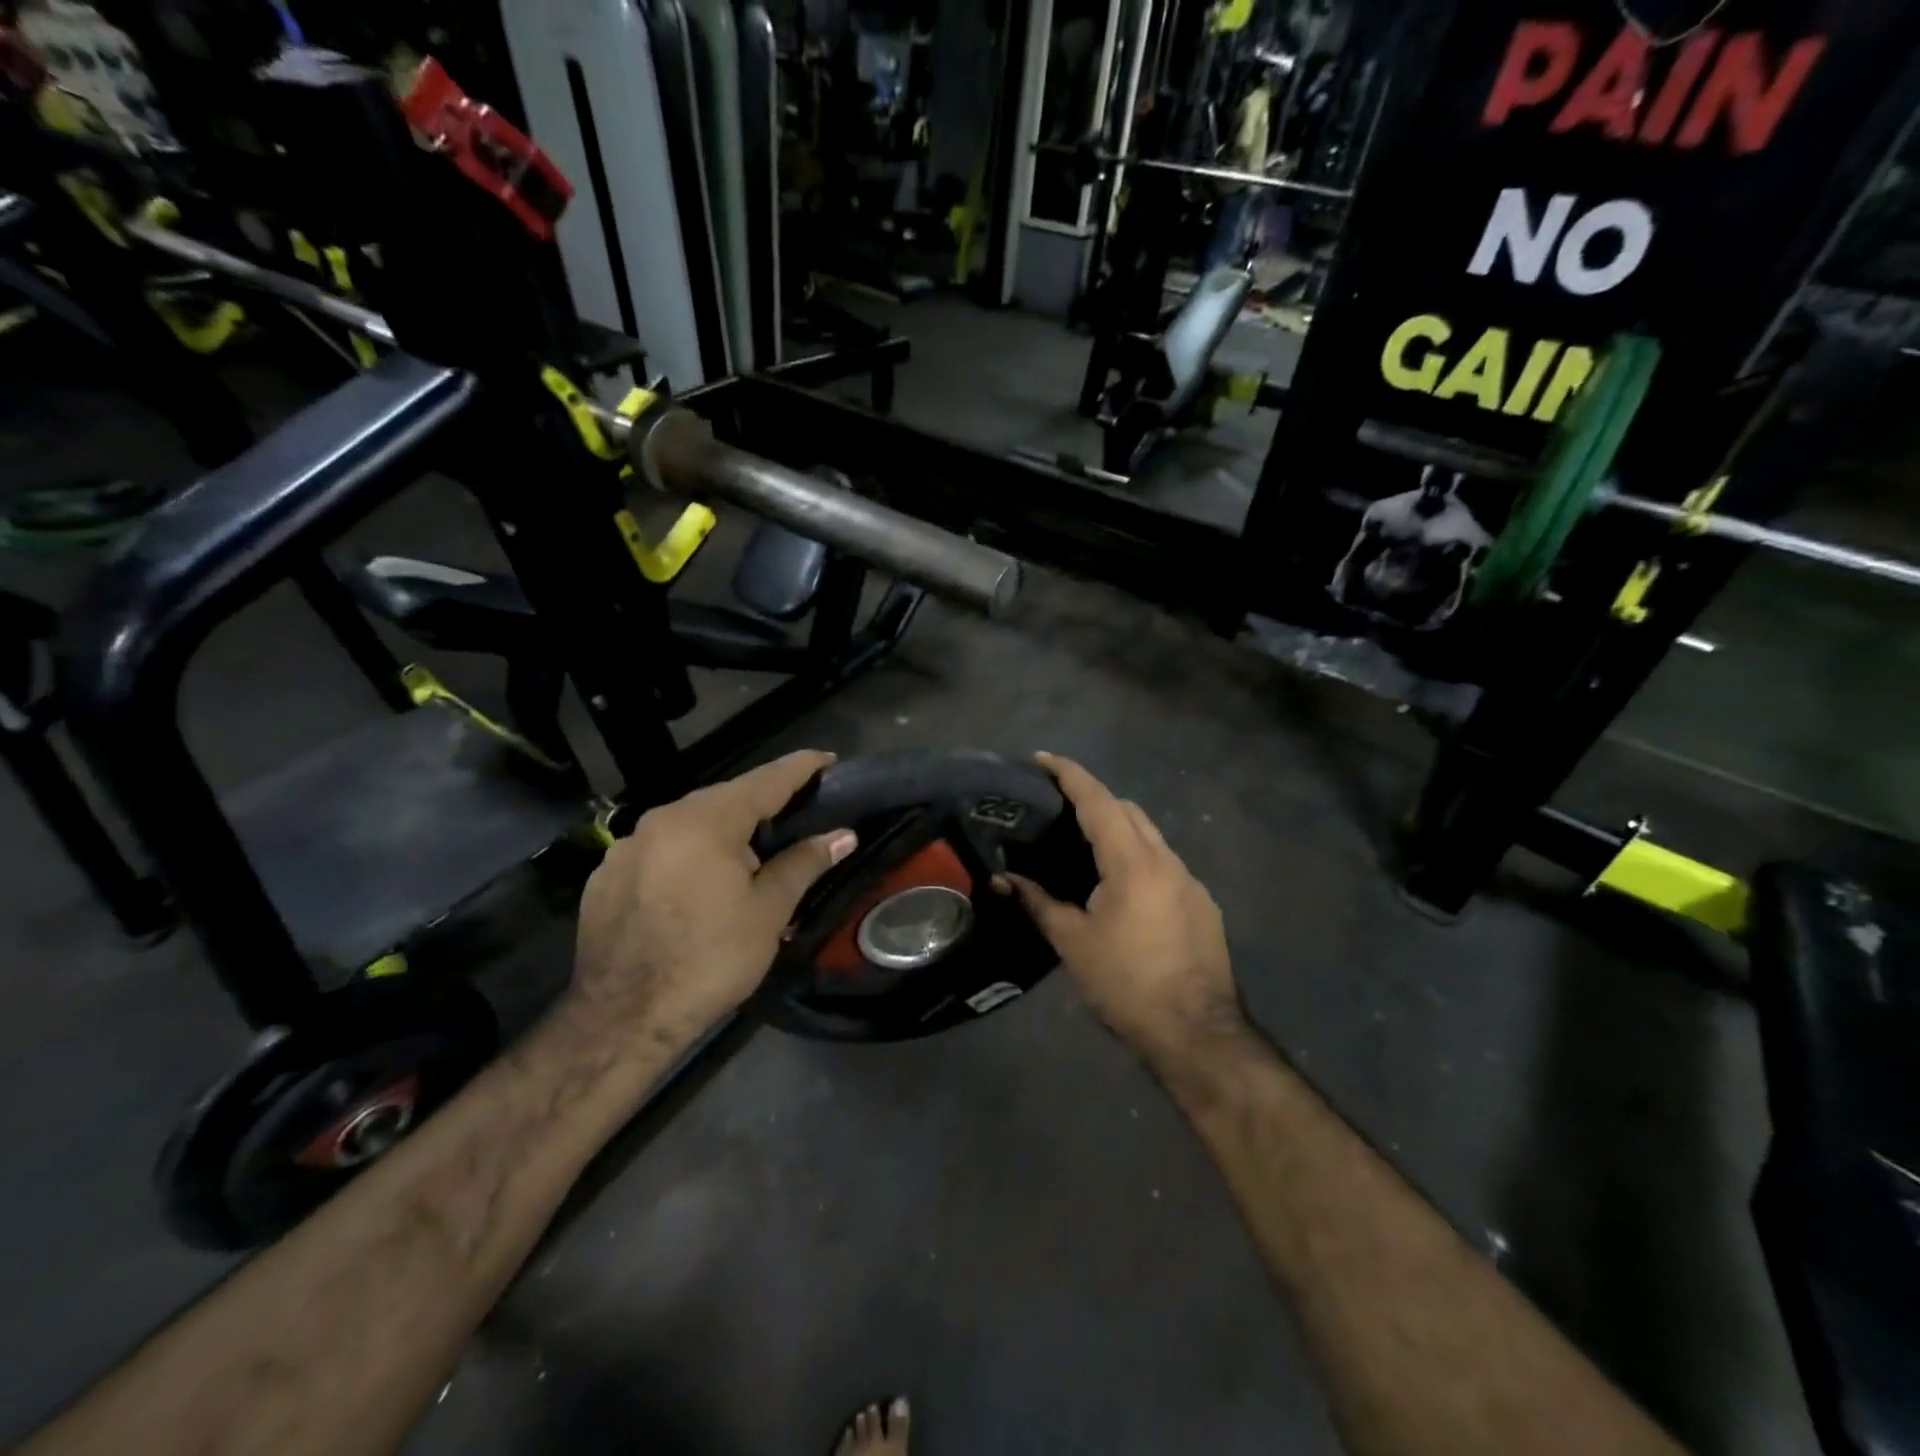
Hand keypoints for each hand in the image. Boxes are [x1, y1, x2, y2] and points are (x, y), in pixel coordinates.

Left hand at [570, 750, 856, 1047]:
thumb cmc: (710, 959)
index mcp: (706, 821)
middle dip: (761, 804)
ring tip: (748, 857)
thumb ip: (804, 863)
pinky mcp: (606, 875)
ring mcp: (627, 846)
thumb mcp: (768, 911)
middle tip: (795, 817)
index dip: (801, 768)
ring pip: (689, 824)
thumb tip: (843, 835)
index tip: (827, 759)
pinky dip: (688, 855)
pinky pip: (660, 850)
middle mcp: (662, 820)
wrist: (623, 1019)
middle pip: (724, 799)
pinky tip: (699, 887)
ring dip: (723, 832)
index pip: (765, 780)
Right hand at [1001, 753, 1243, 1068]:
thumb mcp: (1072, 943)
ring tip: (1085, 846)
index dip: (1069, 774)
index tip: (1041, 758)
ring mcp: (1191, 882)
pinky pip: (1165, 864)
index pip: (1098, 800)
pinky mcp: (1203, 905)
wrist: (1197, 1033)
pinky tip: (1120, 888)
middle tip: (1058, 807)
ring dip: (1119, 828)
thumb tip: (1003, 879)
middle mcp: (1167, 861)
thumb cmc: (1126, 985)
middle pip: (1129, 810)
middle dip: (1094, 798)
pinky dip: (1139, 858)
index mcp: (1133, 863)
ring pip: (1151, 836)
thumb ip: (1037, 902)